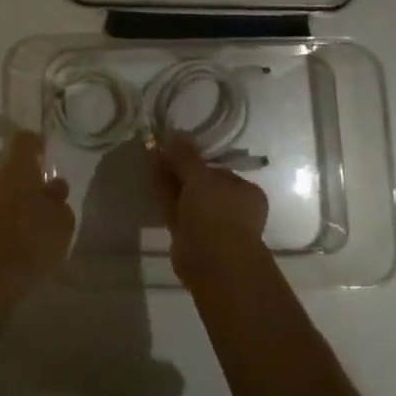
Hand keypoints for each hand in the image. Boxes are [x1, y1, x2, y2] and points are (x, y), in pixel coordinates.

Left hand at [0, 130, 74, 322]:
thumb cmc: (32, 239)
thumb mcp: (62, 220)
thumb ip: (59, 199)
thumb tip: (53, 186)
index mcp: (17, 169)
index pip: (24, 140)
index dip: (37, 142)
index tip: (49, 150)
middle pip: (15, 168)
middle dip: (33, 178)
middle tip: (54, 194)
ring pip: (8, 192)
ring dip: (24, 201)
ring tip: (45, 222)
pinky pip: (1, 213)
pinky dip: (15, 220)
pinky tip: (29, 240)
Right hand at [150, 135, 269, 285]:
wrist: (214, 263)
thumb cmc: (217, 213)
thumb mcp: (201, 177)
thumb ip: (186, 156)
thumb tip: (176, 132)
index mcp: (245, 192)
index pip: (219, 170)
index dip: (196, 158)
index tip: (176, 146)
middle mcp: (230, 207)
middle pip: (201, 183)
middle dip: (180, 167)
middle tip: (159, 148)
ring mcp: (209, 223)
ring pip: (186, 196)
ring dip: (169, 177)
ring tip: (150, 155)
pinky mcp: (189, 235)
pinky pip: (176, 208)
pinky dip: (164, 192)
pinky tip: (150, 174)